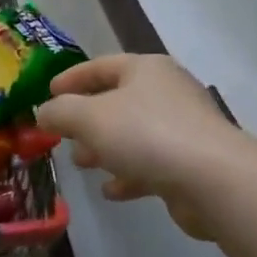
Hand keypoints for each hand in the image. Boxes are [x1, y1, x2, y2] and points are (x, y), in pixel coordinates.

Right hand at [36, 55, 239, 239]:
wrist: (212, 179)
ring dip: (105, 149)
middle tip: (63, 136)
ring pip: (132, 134)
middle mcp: (167, 92)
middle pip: (117, 101)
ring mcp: (183, 127)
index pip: (100, 66)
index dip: (71, 78)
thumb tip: (44, 112)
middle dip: (86, 120)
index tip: (47, 94)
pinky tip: (112, 191)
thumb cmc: (145, 135)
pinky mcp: (191, 162)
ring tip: (83, 164)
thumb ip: (60, 112)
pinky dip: (129, 174)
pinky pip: (151, 162)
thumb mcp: (89, 118)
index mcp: (145, 69)